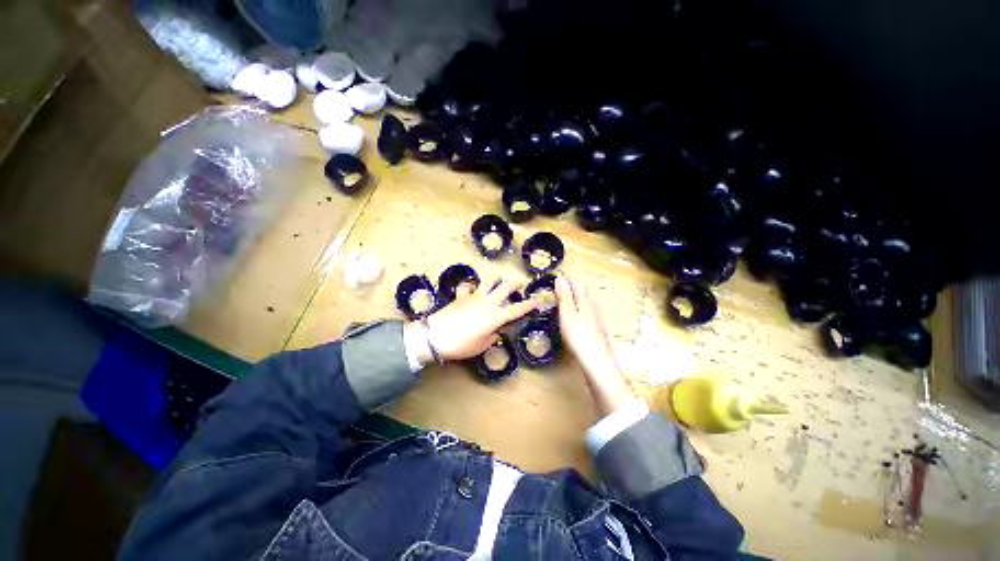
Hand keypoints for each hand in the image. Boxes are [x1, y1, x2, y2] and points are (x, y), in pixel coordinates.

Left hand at [411, 278, 537, 362]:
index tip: (540, 298)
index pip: (518, 308)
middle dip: (515, 283)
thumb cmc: (461, 344)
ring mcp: (474, 296)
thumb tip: (497, 331)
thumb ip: (493, 337)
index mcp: (496, 316)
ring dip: (497, 280)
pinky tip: (472, 291)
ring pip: (490, 281)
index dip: (531, 303)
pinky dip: (472, 287)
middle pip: (506, 286)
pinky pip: (469, 287)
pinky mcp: (462, 295)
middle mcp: (488, 302)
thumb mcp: (481, 345)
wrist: (435, 335)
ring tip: (499, 283)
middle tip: (520, 283)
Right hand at [554, 275, 636, 414]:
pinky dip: (576, 311)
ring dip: (572, 300)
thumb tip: (560, 277)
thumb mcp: (567, 313)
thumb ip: (564, 296)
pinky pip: (585, 313)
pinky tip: (571, 319)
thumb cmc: (578, 336)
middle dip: (569, 289)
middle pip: (581, 292)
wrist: (596, 361)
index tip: (552, 281)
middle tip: (554, 292)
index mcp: (585, 300)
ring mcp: (596, 318)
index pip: (576, 283)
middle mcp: (593, 306)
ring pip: (584, 302)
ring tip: (559, 304)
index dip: (565, 280)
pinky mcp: (596, 328)